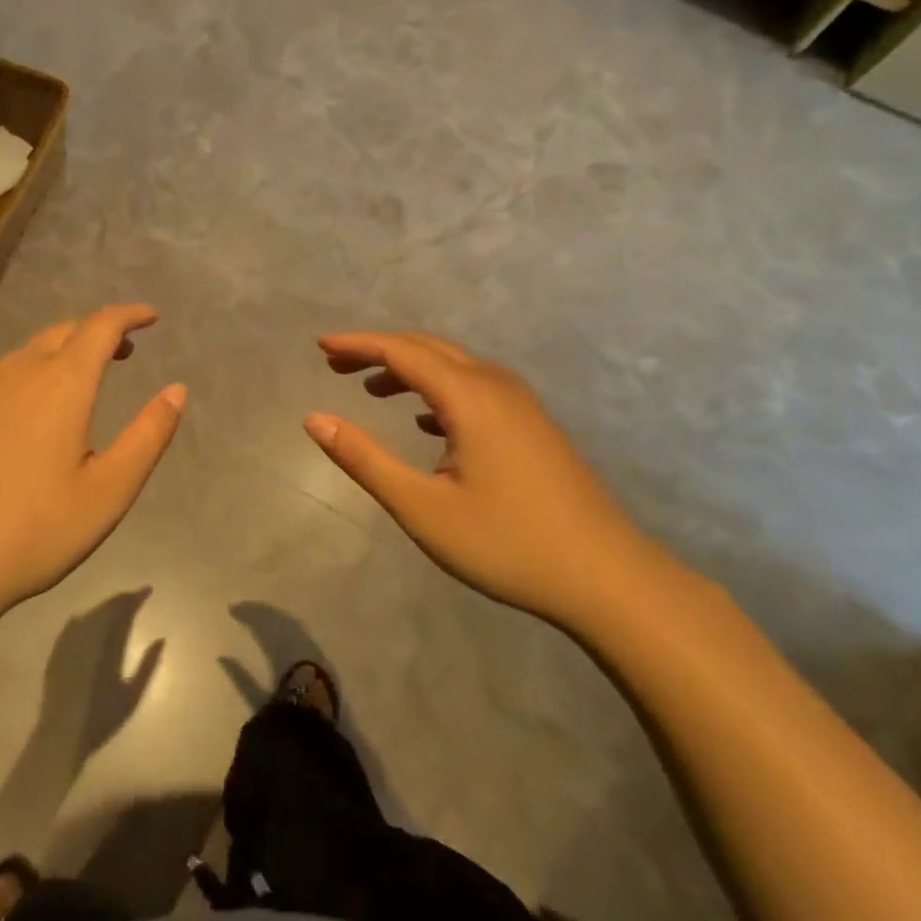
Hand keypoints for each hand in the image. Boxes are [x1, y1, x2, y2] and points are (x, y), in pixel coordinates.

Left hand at [0, 305, 185, 631]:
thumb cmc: (33, 531)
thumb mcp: (109, 490)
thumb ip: (148, 434)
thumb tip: (177, 390)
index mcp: (61, 384)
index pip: (101, 326)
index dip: (129, 315)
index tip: (150, 317)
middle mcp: (16, 374)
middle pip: (62, 332)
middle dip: (96, 332)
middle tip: (122, 350)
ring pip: (25, 355)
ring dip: (59, 355)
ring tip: (77, 383)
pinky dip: (24, 381)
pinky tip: (22, 421)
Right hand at [305, 331, 659, 628]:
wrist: (607, 577)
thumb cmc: (507, 543)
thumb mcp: (422, 507)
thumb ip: (364, 459)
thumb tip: (314, 419)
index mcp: (469, 396)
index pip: (401, 350)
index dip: (357, 344)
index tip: (320, 345)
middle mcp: (495, 385)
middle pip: (427, 348)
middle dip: (378, 350)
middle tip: (335, 363)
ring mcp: (520, 403)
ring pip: (453, 365)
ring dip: (408, 368)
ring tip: (370, 389)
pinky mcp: (532, 424)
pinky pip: (474, 386)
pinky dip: (437, 389)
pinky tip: (424, 420)